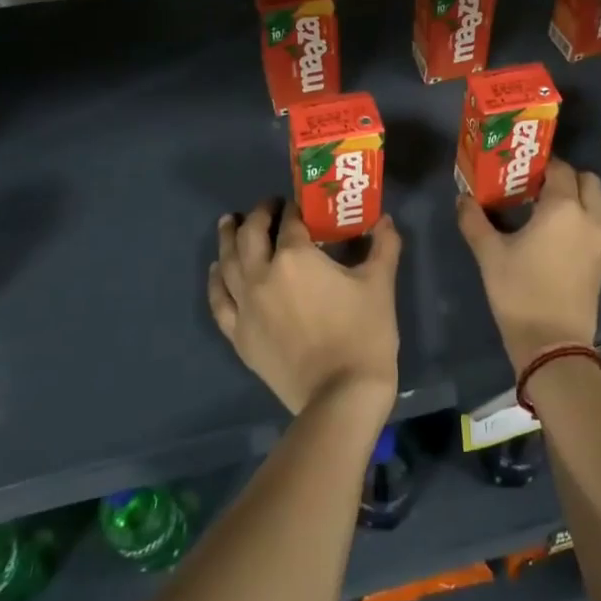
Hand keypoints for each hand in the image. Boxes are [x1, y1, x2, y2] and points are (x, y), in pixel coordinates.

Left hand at [209, 201, 400, 416]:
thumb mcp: (380, 283)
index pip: (292, 221)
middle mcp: (263, 274)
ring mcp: (246, 306)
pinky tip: (216, 269)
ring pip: (227, 263)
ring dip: (228, 238)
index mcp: (296, 257)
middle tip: (268, 207)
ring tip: (229, 223)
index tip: (301, 204)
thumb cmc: (364, 334)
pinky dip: (216, 281)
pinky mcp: (239, 335)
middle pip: (251, 234)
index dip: (296, 207)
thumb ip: (384, 245)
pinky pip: (220, 301)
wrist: (341, 395)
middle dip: (259, 215)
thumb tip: (385, 220)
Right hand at [456, 160, 600, 373]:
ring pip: (600, 201)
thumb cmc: (520, 292)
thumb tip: (463, 199)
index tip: (521, 170)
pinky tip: (560, 231)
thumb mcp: (490, 255)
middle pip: (587, 181)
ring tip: (550, 206)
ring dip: (581, 196)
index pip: (559, 169)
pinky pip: (600, 223)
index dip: (542, 164)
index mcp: (563, 208)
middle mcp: (589, 217)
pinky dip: (586, 216)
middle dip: (566, 177)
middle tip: (538, 186)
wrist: (553, 343)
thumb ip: (475, 221)